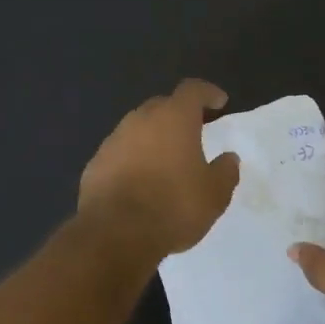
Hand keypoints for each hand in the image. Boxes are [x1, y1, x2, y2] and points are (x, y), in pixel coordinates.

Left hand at [78, 80, 240, 260]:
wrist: (115, 233)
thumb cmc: (173, 207)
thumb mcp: (214, 195)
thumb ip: (225, 171)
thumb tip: (228, 158)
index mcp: (174, 118)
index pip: (192, 90)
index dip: (207, 93)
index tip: (219, 102)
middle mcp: (141, 120)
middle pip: (162, 105)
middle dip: (179, 114)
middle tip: (193, 131)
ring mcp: (114, 140)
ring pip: (138, 128)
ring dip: (153, 137)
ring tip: (166, 159)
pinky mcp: (95, 163)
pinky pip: (120, 152)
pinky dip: (133, 158)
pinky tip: (140, 180)